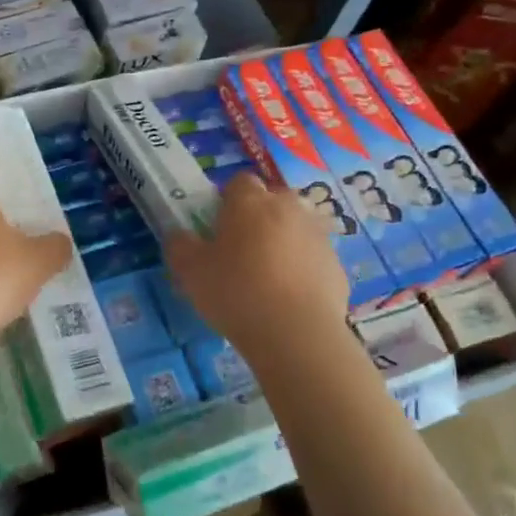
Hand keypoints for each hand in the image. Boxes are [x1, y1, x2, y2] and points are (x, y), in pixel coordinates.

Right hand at [164, 172, 350, 350]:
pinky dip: (302, 269)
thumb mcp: (190, 271)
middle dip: (259, 217)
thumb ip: (180, 245)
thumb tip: (180, 235)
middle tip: (241, 249)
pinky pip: (312, 258)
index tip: (218, 226)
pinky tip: (288, 298)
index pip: (239, 181)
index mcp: (250, 202)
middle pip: (272, 200)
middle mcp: (288, 208)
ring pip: (295, 228)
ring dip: (282, 241)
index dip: (227, 200)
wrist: (296, 334)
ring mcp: (317, 235)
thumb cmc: (236, 292)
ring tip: (267, 277)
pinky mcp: (336, 265)